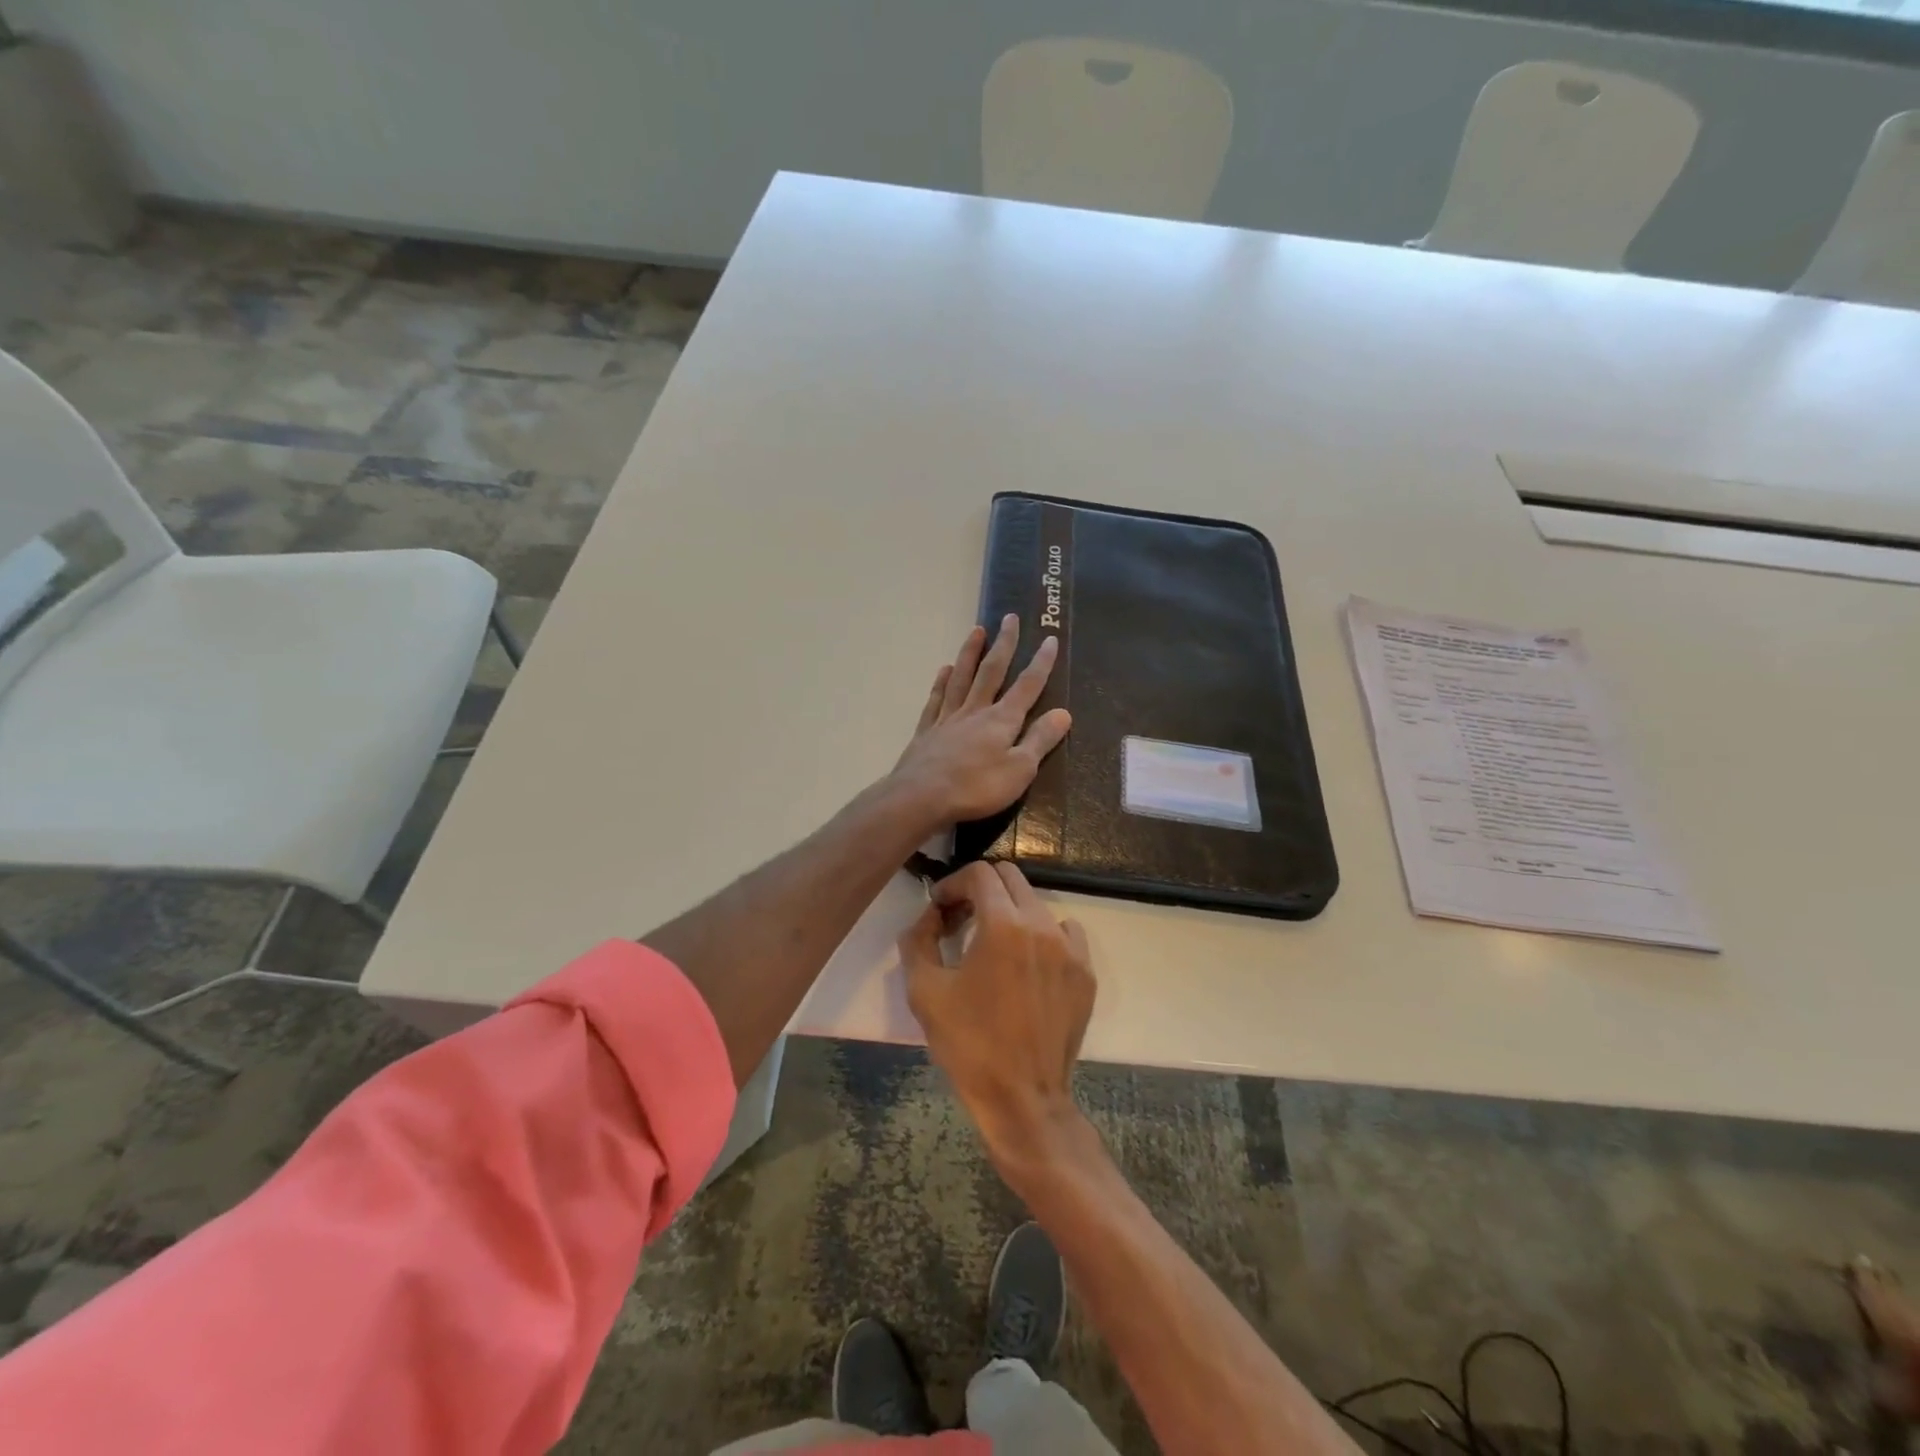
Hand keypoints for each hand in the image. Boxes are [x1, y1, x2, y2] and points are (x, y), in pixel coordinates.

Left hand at [890, 615, 1071, 824]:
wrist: (921, 798)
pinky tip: (943, 670)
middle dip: (1004, 644)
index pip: (1027, 686)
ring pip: (961, 677)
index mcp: (1001, 720)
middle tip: (1009, 617)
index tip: (1049, 638)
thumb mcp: (1020, 769)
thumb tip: (1064, 713)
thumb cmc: (977, 788)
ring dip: (970, 653)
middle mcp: (975, 711)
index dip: (1041, 663)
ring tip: (976, 630)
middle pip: (991, 671)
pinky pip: (936, 699)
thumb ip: (1040, 740)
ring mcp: (948, 719)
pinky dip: (941, 682)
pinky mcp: (927, 731)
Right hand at [899, 861, 1095, 1167]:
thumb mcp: (925, 990)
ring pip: (1037, 904)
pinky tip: (1027, 962)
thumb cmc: (968, 1044)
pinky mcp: (1085, 973)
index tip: (940, 907)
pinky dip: (1042, 934)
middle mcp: (1042, 925)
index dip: (954, 883)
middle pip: (1011, 878)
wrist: (1022, 1098)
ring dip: (1010, 911)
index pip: (980, 873)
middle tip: (961, 919)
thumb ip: (919, 940)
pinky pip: (1065, 933)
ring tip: (991, 944)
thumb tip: (929, 916)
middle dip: (981, 890)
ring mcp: (1070, 949)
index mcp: (1003, 924)